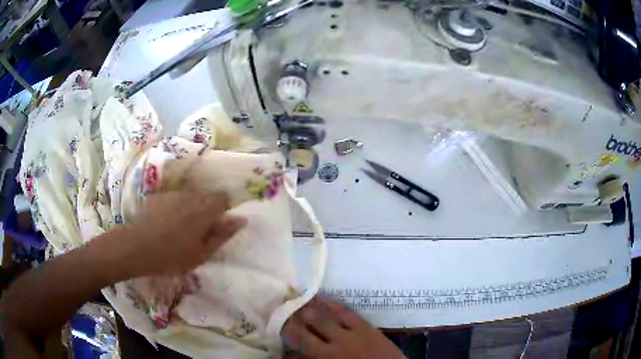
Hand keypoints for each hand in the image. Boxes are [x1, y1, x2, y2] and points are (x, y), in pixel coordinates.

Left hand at [113, 191, 245, 276]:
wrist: (138, 247)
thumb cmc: (172, 256)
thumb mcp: (202, 253)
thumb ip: (223, 234)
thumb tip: (241, 219)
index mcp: (204, 210)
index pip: (222, 197)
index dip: (223, 209)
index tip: (217, 224)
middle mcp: (190, 196)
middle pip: (207, 195)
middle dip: (208, 208)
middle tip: (200, 229)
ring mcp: (173, 194)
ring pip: (191, 196)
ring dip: (192, 207)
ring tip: (182, 227)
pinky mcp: (160, 196)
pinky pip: (176, 197)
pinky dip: (177, 206)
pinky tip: (167, 223)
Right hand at [282, 298, 403, 358]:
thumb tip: (294, 353)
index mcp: (323, 358)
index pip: (299, 344)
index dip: (286, 333)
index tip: (277, 324)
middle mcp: (331, 346)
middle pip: (306, 328)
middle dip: (293, 316)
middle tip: (282, 304)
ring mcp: (349, 335)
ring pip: (324, 317)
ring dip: (310, 307)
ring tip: (298, 295)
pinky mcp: (365, 327)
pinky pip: (347, 313)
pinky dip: (334, 305)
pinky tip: (325, 299)